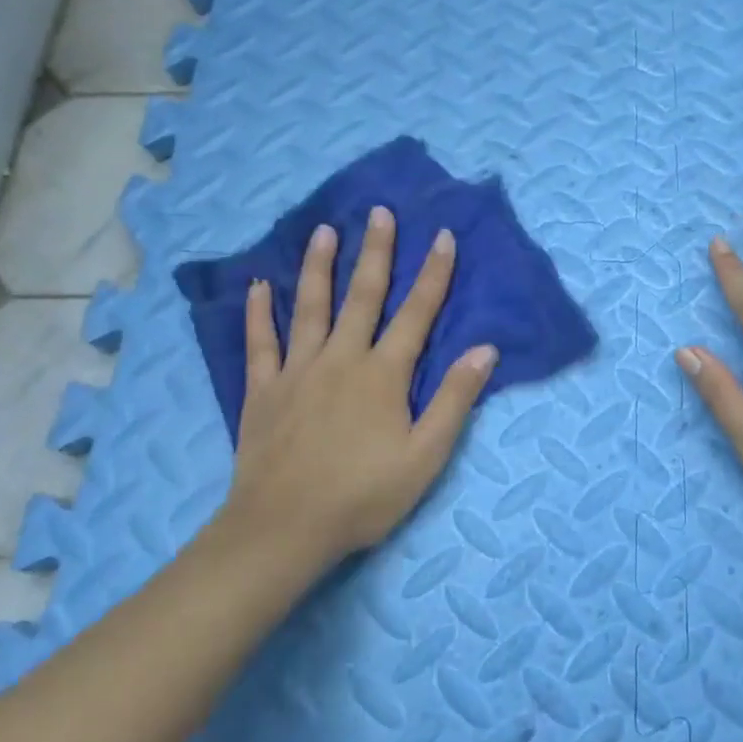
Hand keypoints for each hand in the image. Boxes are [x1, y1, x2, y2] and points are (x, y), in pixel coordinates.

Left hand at [219, 206, 495, 565]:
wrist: (285, 529)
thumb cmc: (364, 495)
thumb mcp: (426, 454)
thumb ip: (455, 398)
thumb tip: (485, 349)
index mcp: (383, 374)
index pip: (416, 313)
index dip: (433, 274)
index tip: (442, 236)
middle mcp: (341, 359)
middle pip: (362, 296)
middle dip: (376, 252)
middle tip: (379, 212)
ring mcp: (297, 372)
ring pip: (310, 308)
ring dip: (319, 267)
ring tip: (324, 231)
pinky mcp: (263, 391)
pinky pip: (260, 343)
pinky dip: (258, 313)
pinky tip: (258, 286)